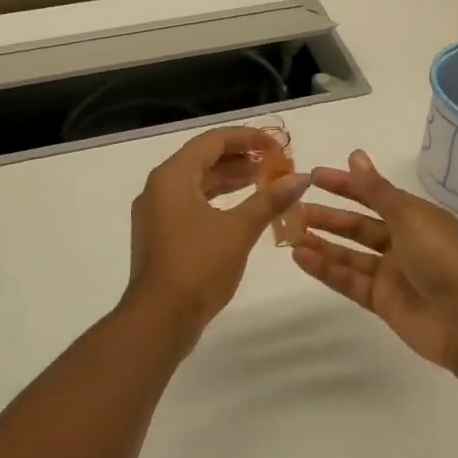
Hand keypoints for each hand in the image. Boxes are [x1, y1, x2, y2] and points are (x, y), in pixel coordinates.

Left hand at [125, 127, 310, 343]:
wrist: (159, 319)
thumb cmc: (198, 265)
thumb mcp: (239, 229)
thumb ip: (270, 199)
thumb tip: (301, 178)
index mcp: (173, 176)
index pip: (212, 141)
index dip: (247, 138)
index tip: (276, 145)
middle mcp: (159, 187)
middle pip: (203, 159)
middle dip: (240, 158)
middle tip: (275, 163)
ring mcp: (156, 213)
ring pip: (197, 184)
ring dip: (230, 180)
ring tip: (264, 182)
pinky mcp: (160, 236)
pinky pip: (190, 204)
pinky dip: (217, 201)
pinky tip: (242, 211)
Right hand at [292, 149, 457, 371]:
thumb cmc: (442, 258)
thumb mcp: (408, 217)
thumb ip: (376, 190)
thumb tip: (355, 155)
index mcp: (415, 217)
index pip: (373, 195)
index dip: (345, 185)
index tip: (313, 177)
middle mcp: (402, 242)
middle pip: (359, 226)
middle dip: (329, 216)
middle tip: (295, 208)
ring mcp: (392, 273)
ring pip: (350, 254)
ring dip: (322, 243)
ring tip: (291, 234)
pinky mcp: (382, 301)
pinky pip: (349, 280)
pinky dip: (325, 269)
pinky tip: (301, 257)